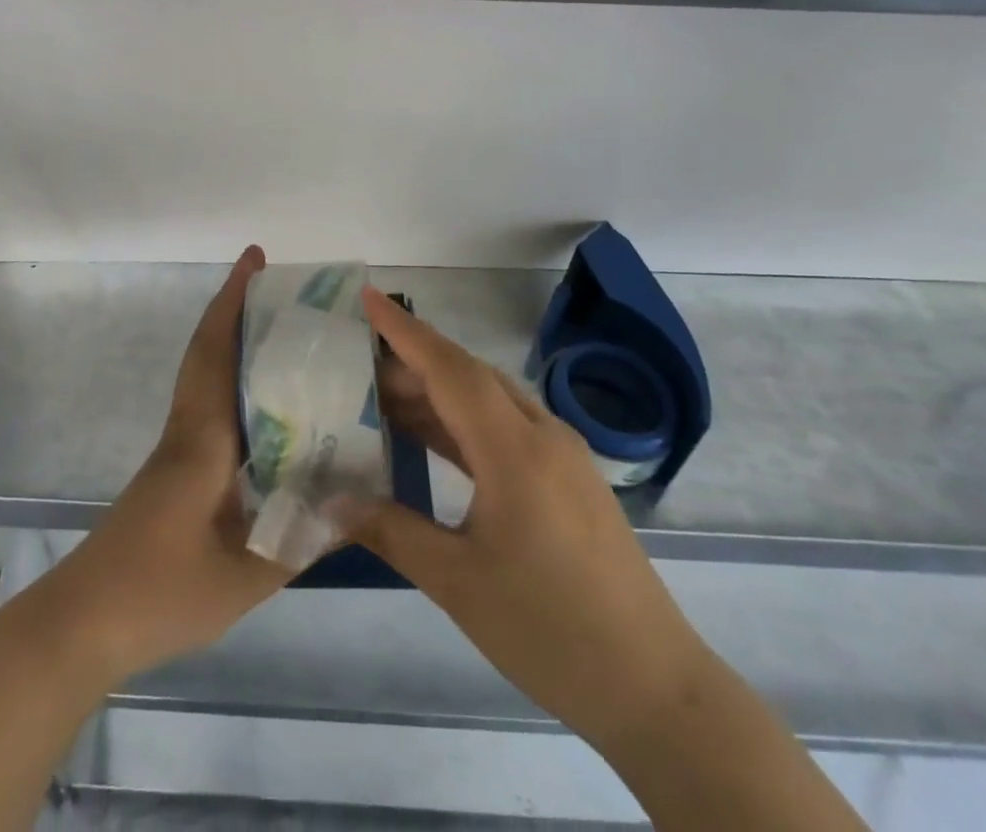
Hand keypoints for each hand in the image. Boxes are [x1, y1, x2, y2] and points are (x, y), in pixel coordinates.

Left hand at [39, 245, 290, 680]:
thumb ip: (303, 538)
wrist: (84, 622)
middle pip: (208, 351)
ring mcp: (176, 448)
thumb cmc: (159, 592)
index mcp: (202, 437)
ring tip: (284, 330)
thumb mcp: (244, 576)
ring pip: (205, 375)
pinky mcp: (174, 469)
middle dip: (236, 308)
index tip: (254, 259)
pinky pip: (208, 405)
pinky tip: (267, 407)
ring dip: (233, 340)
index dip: (233, 302)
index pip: (217, 352)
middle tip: (280, 284)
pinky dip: (232, 382)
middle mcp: (187, 428)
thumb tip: (360, 501)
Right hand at [354, 287, 708, 751]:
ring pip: (489, 400)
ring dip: (438, 392)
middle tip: (357, 360)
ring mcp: (561, 456)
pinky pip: (506, 428)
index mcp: (516, 450)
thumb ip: (391, 531)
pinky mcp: (569, 479)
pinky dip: (463, 422)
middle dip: (413, 360)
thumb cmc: (551, 630)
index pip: (451, 369)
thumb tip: (330, 505)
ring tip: (382, 396)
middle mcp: (542, 435)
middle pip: (469, 376)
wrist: (655, 688)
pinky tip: (432, 439)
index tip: (367, 297)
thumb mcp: (458, 583)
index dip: (405, 331)